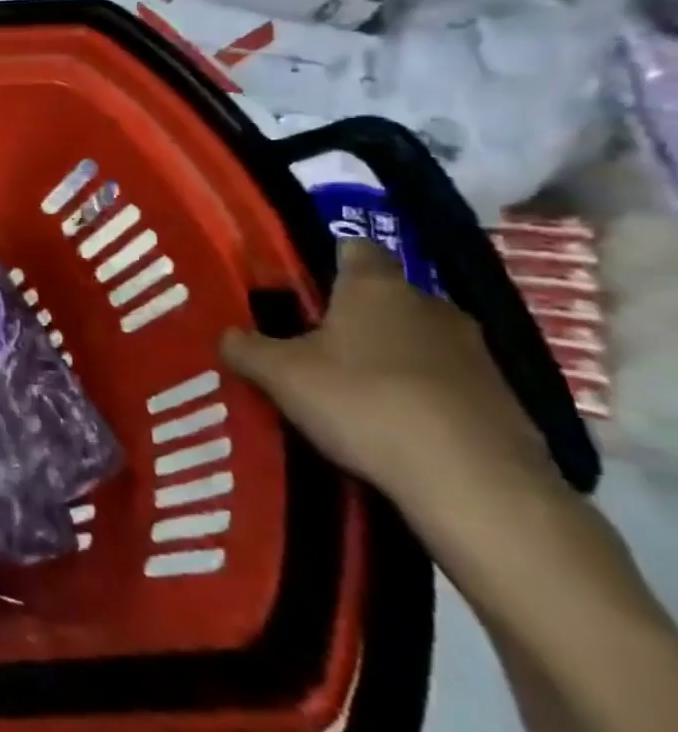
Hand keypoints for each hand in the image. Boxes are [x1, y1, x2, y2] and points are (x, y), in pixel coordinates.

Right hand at [220, 240, 557, 520]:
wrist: (475, 484)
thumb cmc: (363, 402)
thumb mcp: (279, 374)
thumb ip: (246, 348)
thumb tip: (228, 335)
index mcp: (376, 287)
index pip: (355, 247)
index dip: (327, 257)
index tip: (299, 280)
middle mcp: (431, 306)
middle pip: (384, 297)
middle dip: (350, 315)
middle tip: (307, 342)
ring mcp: (476, 354)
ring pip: (416, 341)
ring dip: (385, 358)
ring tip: (344, 389)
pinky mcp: (502, 400)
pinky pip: (443, 383)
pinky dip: (415, 395)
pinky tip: (388, 425)